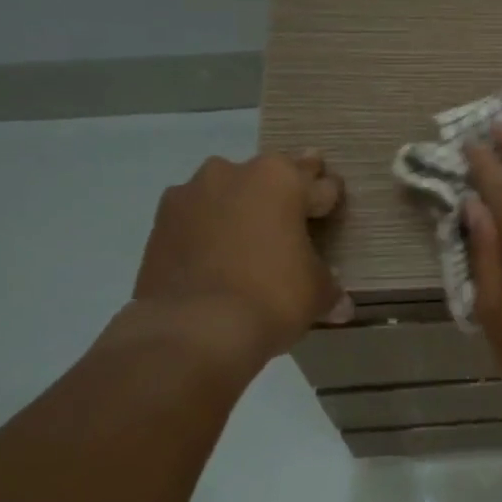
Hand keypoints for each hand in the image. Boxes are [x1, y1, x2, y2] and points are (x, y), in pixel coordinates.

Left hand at [130, 151, 352, 365]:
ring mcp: (191, 194)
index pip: (319, 185)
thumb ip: (328, 286)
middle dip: (284, 194)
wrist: (194, 329)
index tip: (332, 210)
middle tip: (295, 214)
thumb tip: (341, 304)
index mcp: (281, 179)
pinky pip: (196, 219)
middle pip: (270, 177)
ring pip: (227, 193)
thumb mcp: (316, 293)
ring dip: (240, 209)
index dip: (329, 200)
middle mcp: (234, 173)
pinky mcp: (160, 222)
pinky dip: (207, 231)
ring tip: (248, 240)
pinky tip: (215, 258)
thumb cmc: (271, 296)